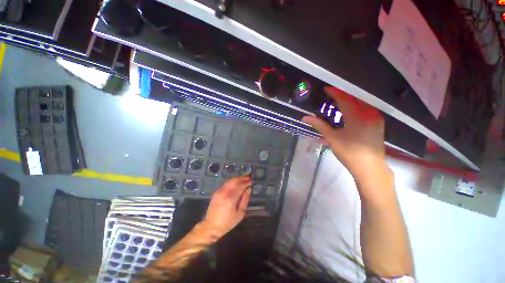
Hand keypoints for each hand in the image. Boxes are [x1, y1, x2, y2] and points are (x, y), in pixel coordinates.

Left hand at [201, 176, 251, 237]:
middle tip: (248, 177)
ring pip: (229, 181)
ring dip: (237, 179)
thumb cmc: (227, 222)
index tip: (251, 180)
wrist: (211, 226)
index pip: (240, 186)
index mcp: (231, 199)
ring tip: (243, 179)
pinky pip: (225, 184)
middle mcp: (224, 192)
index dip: (246, 182)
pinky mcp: (216, 192)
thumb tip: (248, 189)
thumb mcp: (240, 213)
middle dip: (242, 178)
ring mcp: (219, 191)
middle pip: (234, 181)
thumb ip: (245, 200)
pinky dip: (232, 182)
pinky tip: (236, 183)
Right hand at [302, 87, 388, 186]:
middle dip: (343, 94)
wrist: (370, 168)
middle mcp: (369, 114)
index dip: (334, 92)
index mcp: (357, 117)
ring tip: (339, 100)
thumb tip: (305, 118)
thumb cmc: (349, 153)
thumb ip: (319, 125)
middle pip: (355, 97)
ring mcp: (376, 117)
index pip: (344, 99)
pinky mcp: (379, 122)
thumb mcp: (332, 138)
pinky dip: (358, 105)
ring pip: (362, 102)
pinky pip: (368, 108)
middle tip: (331, 94)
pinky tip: (351, 110)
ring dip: (351, 99)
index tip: (326, 89)